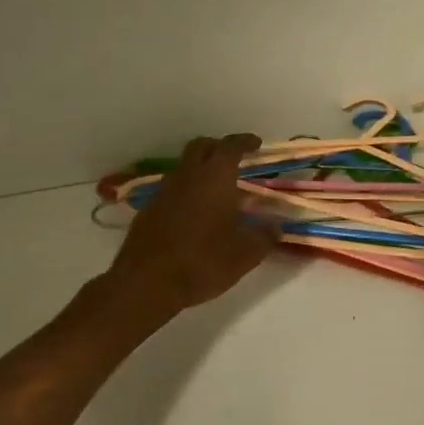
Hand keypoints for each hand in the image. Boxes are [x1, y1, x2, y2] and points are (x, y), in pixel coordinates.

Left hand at [105, 134, 277, 319]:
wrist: (147, 282)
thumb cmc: (203, 262)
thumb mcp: (245, 254)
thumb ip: (264, 236)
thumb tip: (276, 226)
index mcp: (215, 178)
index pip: (231, 146)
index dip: (245, 141)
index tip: (256, 144)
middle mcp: (187, 176)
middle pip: (201, 146)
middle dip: (219, 147)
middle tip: (234, 159)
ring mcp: (164, 191)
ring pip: (184, 167)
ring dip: (200, 169)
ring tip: (216, 189)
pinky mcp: (148, 210)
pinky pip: (171, 189)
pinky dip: (186, 191)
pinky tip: (194, 213)